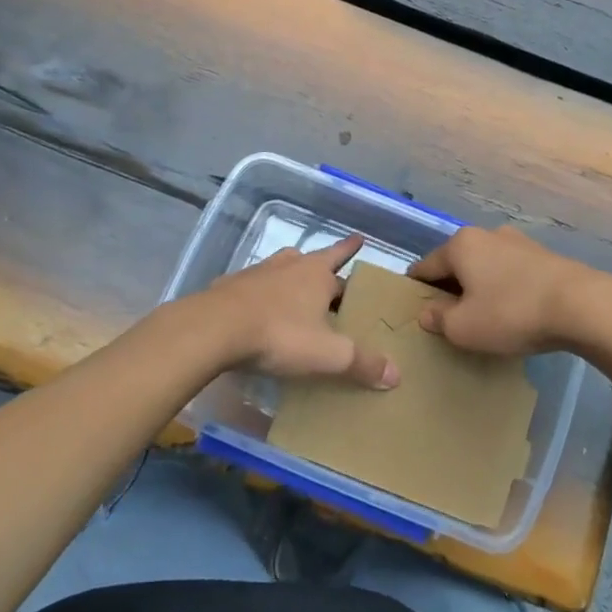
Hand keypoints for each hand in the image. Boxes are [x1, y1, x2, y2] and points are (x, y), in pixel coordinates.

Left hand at [180, 236, 398, 389]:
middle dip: (322, 269)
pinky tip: (258, 311)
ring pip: (281, 269)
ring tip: (295, 293)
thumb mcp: (327, 355)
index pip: (340, 255)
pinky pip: (253, 287)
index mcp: (317, 274)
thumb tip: (396, 373)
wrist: (215, 329)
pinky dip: (260, 295)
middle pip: (311, 261)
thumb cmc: (280, 335)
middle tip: (331, 280)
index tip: (359, 238)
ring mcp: (257, 273)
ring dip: (290, 278)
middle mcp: (289, 265)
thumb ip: (362, 363)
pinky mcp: (230, 287)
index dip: (351, 249)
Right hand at [407, 226, 602, 356]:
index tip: (413, 305)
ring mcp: (518, 242)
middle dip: (450, 286)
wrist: (580, 305)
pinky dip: (503, 287)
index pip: (426, 266)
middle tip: (448, 316)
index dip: (416, 288)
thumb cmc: (510, 313)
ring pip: (485, 265)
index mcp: (461, 245)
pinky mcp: (543, 255)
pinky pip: (510, 272)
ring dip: (479, 286)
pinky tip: (511, 309)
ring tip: (482, 314)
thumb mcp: (464, 328)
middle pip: (456, 262)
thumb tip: (428, 312)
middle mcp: (486, 234)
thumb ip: (439, 319)